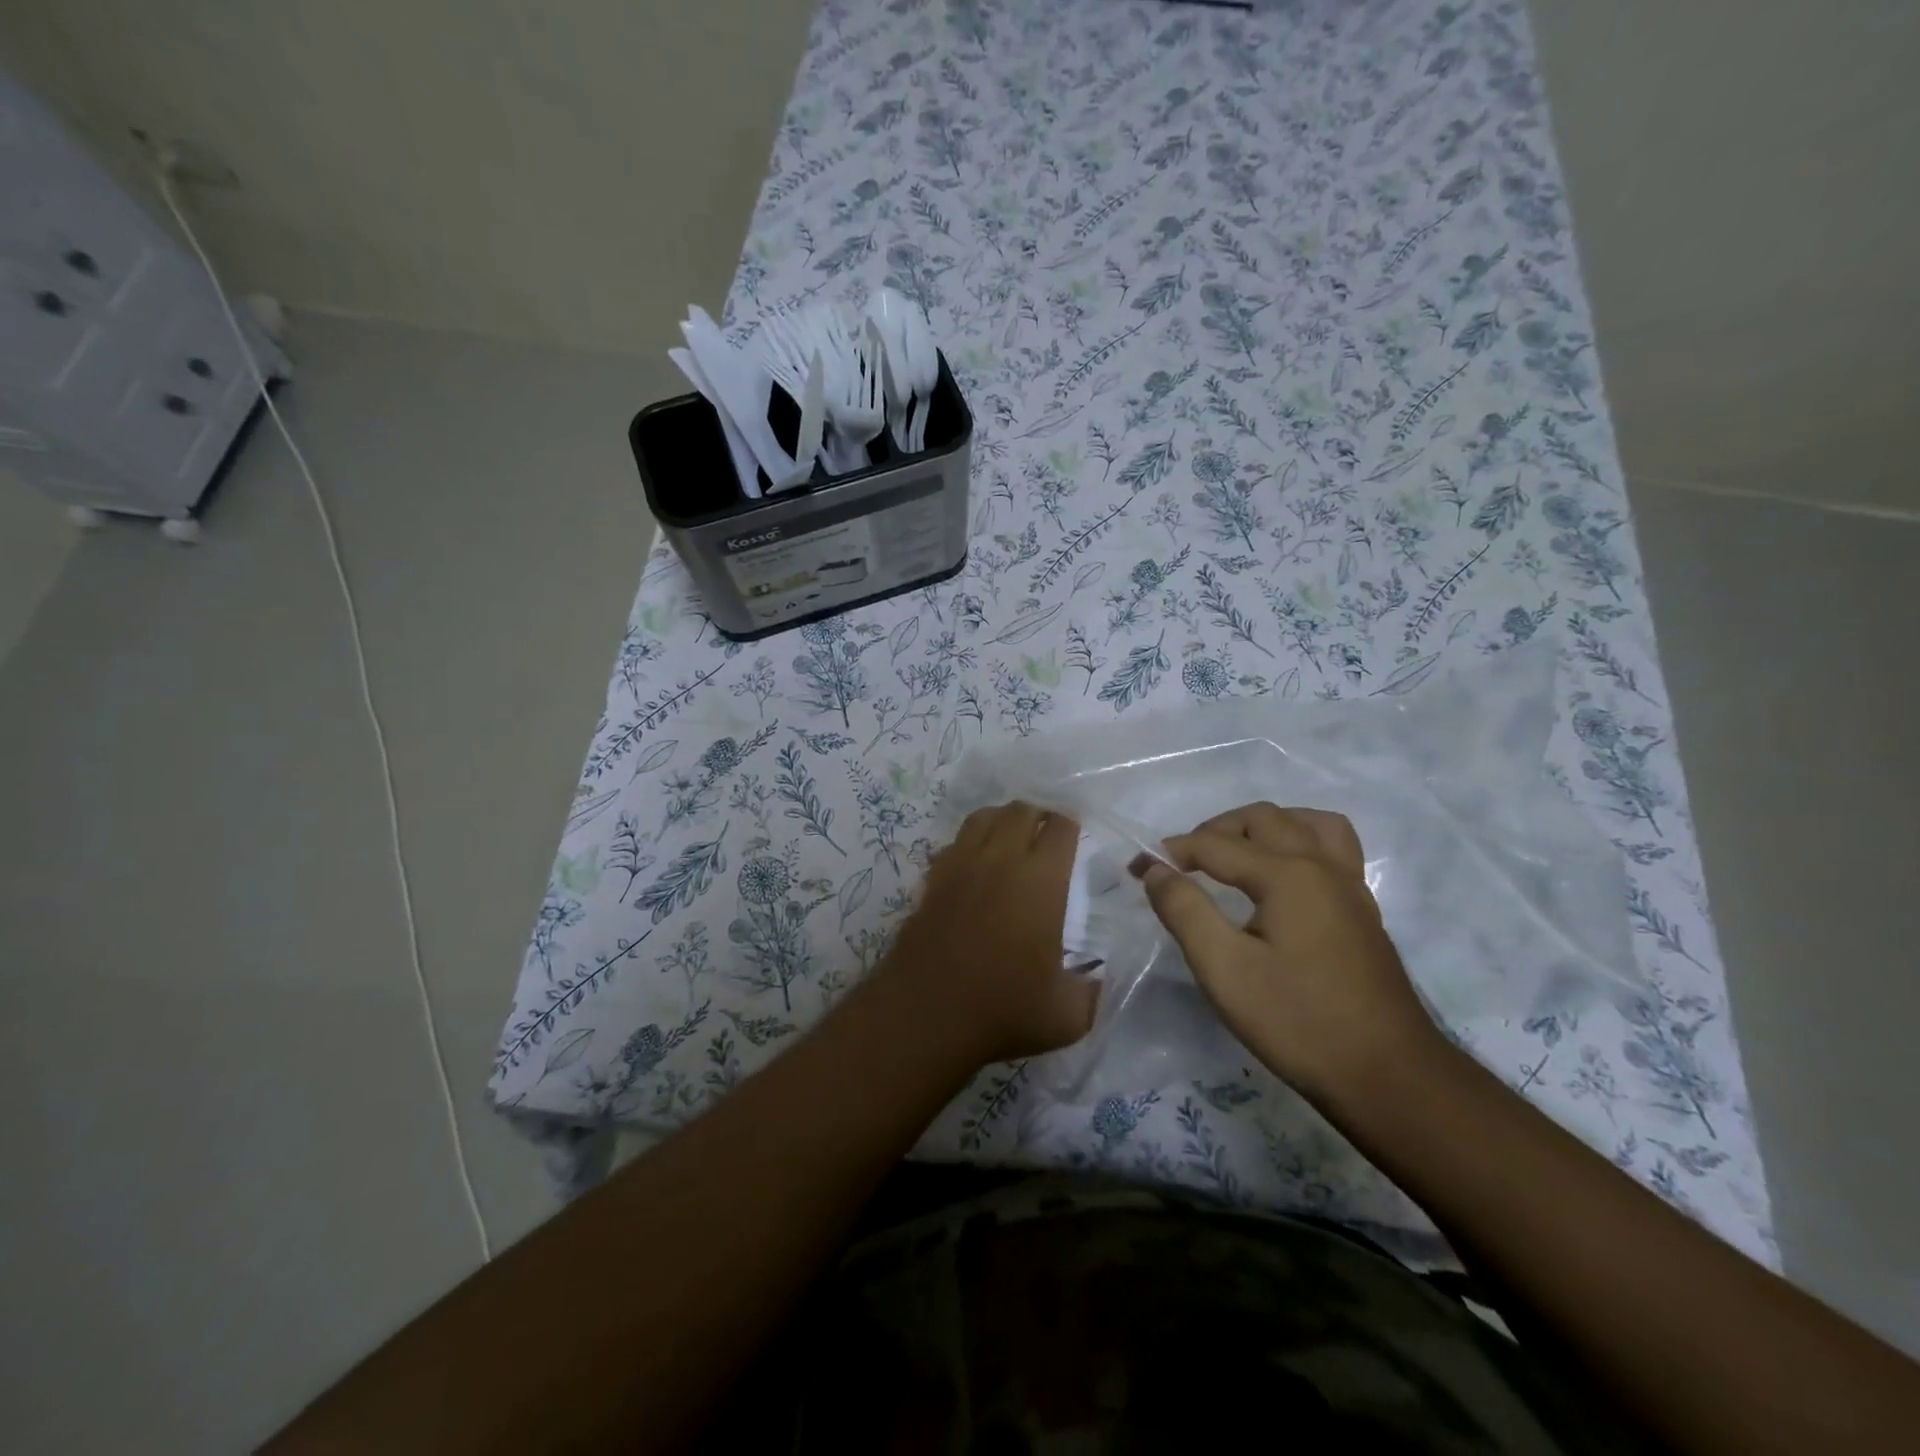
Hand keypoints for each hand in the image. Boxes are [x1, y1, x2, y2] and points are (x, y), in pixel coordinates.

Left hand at [881, 801, 1097, 1065]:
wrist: (925, 1016)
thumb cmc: (1002, 1011)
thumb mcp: (1068, 1015)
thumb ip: (1094, 992)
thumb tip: (1101, 980)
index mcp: (1040, 882)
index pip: (1060, 827)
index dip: (1072, 824)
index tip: (1077, 835)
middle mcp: (1000, 861)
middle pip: (1020, 810)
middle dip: (1039, 815)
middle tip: (1048, 835)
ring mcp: (960, 866)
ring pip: (982, 817)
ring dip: (1002, 820)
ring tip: (1012, 838)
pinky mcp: (931, 881)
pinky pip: (954, 843)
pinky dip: (969, 843)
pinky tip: (975, 866)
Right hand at [1136, 803, 1445, 1107]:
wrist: (1389, 1076)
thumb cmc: (1298, 1022)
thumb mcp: (1224, 970)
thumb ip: (1185, 910)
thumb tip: (1154, 869)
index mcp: (1287, 875)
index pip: (1215, 845)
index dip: (1171, 852)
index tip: (1137, 868)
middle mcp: (1322, 866)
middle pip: (1263, 819)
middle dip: (1216, 830)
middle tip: (1185, 863)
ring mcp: (1350, 886)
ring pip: (1307, 823)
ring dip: (1265, 827)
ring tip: (1237, 855)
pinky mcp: (1362, 910)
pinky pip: (1332, 848)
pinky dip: (1299, 843)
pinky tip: (1282, 878)